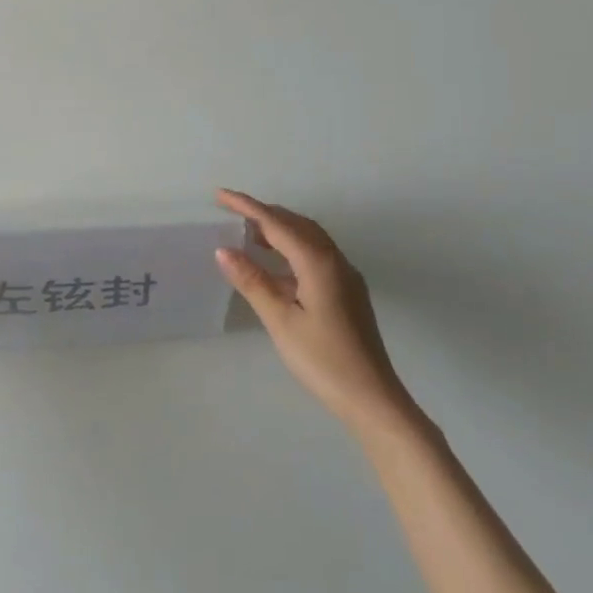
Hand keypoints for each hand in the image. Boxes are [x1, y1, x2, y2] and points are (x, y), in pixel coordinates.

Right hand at [214, 190, 418, 435]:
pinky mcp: (347, 293)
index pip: (277, 224)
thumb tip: (225, 250)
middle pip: (297, 225)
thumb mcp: (281, 320)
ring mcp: (345, 277)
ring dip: (279, 229)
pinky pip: (315, 256)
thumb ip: (253, 282)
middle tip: (231, 211)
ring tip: (248, 233)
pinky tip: (275, 266)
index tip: (220, 195)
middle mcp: (335, 261)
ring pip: (309, 239)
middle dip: (264, 213)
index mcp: (318, 263)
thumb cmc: (323, 359)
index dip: (247, 207)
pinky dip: (290, 249)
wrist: (371, 397)